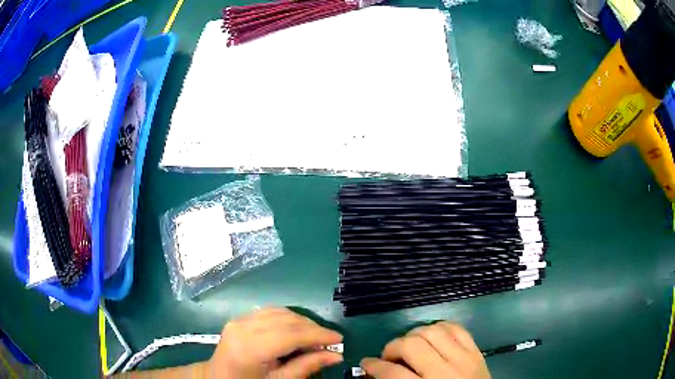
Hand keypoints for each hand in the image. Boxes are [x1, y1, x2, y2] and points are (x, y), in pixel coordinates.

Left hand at [208, 307, 342, 377]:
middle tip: (330, 341)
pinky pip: (269, 311)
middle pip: (286, 320)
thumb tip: (336, 356)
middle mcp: (243, 327)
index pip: (290, 334)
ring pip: (280, 311)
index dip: (318, 335)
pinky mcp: (239, 318)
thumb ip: (306, 367)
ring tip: (316, 336)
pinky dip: (288, 318)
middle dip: (313, 328)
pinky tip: (296, 329)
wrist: (218, 377)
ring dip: (302, 321)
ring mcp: (239, 319)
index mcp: (250, 348)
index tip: (339, 339)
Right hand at [361, 322, 489, 378]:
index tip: (366, 364)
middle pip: (412, 345)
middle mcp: (445, 372)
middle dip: (393, 347)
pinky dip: (440, 328)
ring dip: (415, 335)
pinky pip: (457, 328)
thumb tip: (378, 373)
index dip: (374, 366)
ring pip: (433, 330)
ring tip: (410, 346)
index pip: (392, 373)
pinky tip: (433, 337)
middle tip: (389, 356)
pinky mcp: (476, 351)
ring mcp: (464, 358)